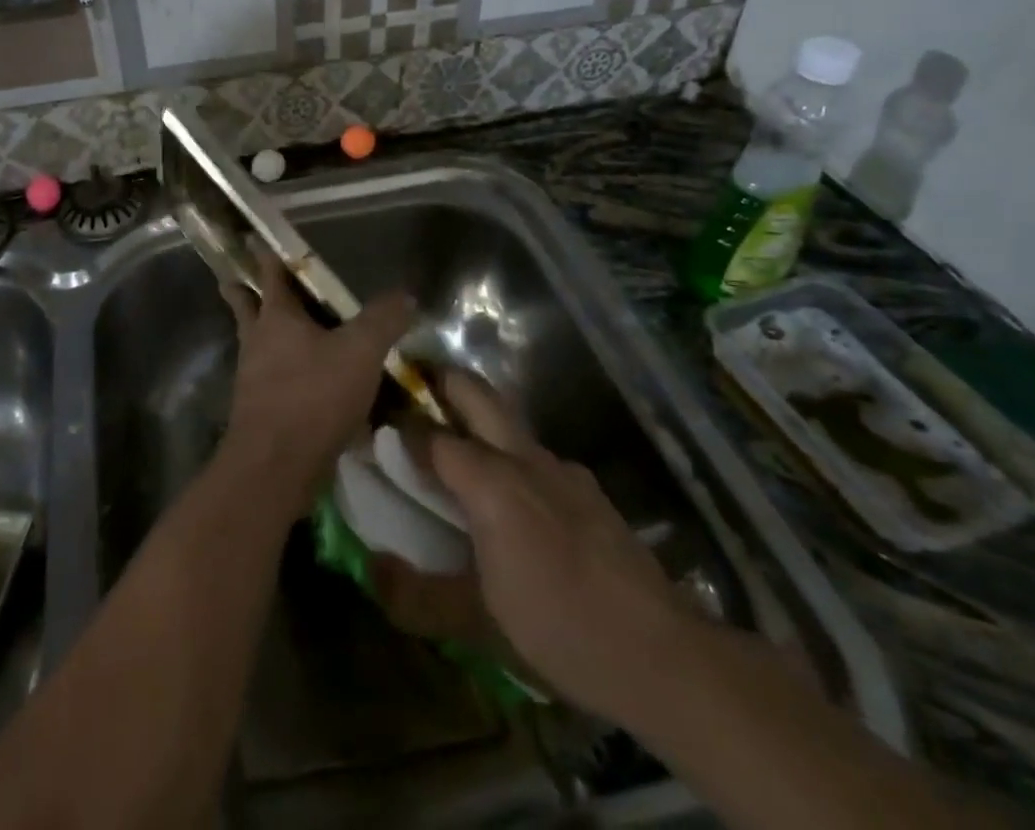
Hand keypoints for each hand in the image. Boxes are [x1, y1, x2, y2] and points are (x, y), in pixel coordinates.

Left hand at [220, 250, 414, 515]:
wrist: (275, 468)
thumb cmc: (313, 396)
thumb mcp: (361, 352)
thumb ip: (384, 320)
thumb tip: (405, 296)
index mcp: (276, 317)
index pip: (270, 273)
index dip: (266, 254)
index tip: (254, 239)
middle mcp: (257, 341)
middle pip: (246, 307)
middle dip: (243, 293)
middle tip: (239, 281)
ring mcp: (253, 378)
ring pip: (257, 345)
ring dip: (266, 335)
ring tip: (283, 332)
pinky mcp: (259, 411)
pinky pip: (270, 381)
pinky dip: (283, 375)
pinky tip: (306, 385)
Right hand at [371, 371, 684, 721]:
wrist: (663, 654)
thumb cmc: (561, 629)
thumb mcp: (478, 623)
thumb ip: (418, 593)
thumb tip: (371, 568)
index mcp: (491, 483)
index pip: (431, 436)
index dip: (401, 428)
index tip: (377, 428)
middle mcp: (525, 459)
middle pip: (476, 393)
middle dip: (442, 381)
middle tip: (414, 389)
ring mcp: (564, 470)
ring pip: (509, 423)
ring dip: (477, 419)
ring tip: (456, 451)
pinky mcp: (590, 489)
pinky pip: (538, 457)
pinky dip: (512, 457)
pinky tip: (515, 500)